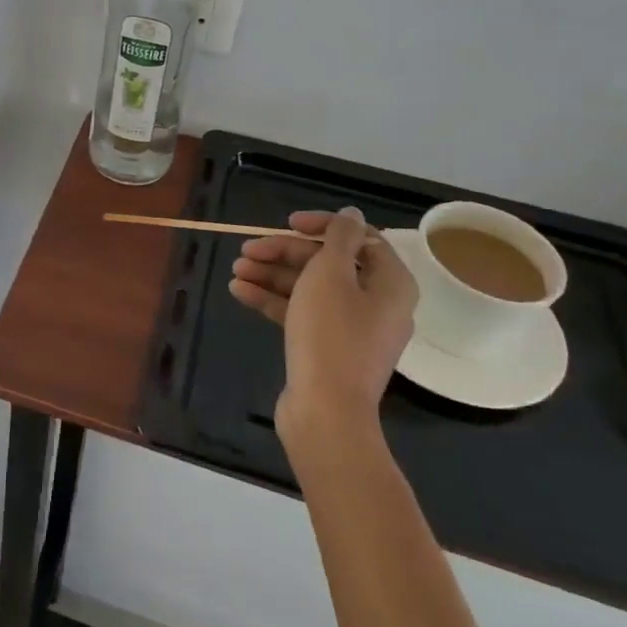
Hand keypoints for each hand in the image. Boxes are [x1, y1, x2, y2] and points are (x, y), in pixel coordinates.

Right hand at [229, 208, 416, 444]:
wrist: (326, 412)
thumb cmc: (331, 334)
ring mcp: (352, 329)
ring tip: (236, 270)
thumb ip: (339, 237)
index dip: (321, 226)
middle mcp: (376, 303)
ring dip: (273, 275)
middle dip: (285, 253)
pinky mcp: (329, 349)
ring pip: (310, 289)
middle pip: (328, 263)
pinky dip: (274, 301)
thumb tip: (352, 214)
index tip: (288, 223)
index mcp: (390, 282)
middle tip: (248, 250)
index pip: (359, 239)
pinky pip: (302, 314)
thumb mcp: (330, 274)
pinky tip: (239, 292)